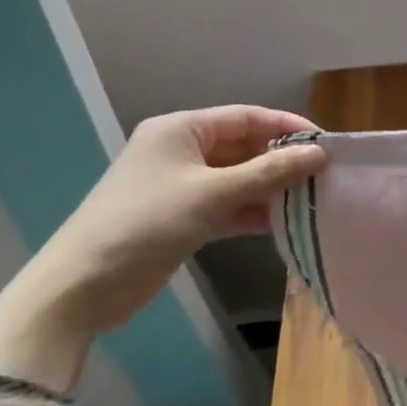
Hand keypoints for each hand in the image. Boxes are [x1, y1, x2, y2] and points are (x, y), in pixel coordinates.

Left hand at [0, 106, 326, 391]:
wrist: (80, 288)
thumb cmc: (145, 224)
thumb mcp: (212, 194)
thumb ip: (269, 172)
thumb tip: (319, 154)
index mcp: (181, 130)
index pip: (247, 117)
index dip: (288, 126)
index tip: (326, 143)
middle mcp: (182, 151)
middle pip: (245, 147)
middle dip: (282, 160)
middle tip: (324, 175)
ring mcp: (181, 185)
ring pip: (239, 178)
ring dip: (271, 188)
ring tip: (311, 199)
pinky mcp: (183, 216)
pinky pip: (228, 204)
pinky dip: (253, 211)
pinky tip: (283, 223)